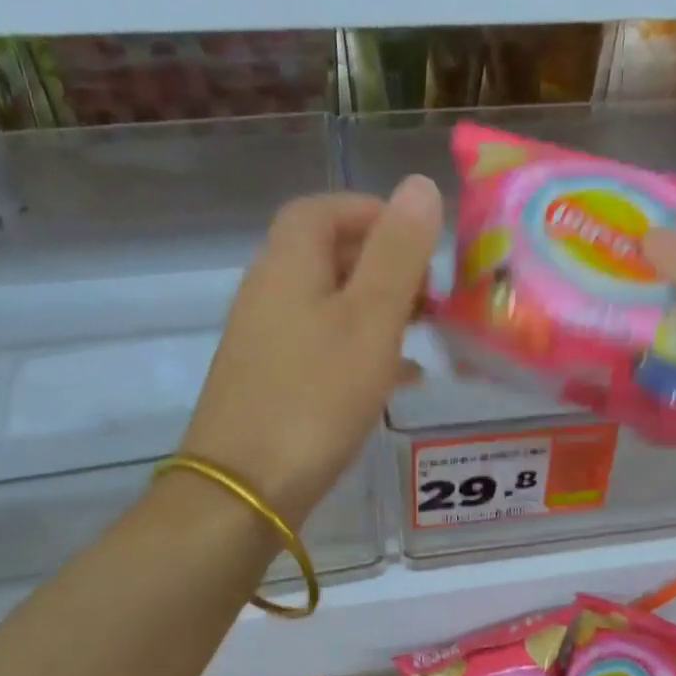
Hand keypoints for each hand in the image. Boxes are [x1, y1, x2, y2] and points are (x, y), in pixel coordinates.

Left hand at [179, 178, 441, 524]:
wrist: (246, 490)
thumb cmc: (315, 397)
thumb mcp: (369, 319)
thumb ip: (397, 252)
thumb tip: (419, 185)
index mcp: (288, 266)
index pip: (321, 210)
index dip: (371, 212)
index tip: (419, 238)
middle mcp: (269, 294)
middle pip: (326, 255)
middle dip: (383, 262)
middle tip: (430, 292)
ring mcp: (266, 342)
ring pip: (329, 304)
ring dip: (377, 308)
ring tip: (424, 331)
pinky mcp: (273, 383)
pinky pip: (324, 346)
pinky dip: (363, 348)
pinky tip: (399, 378)